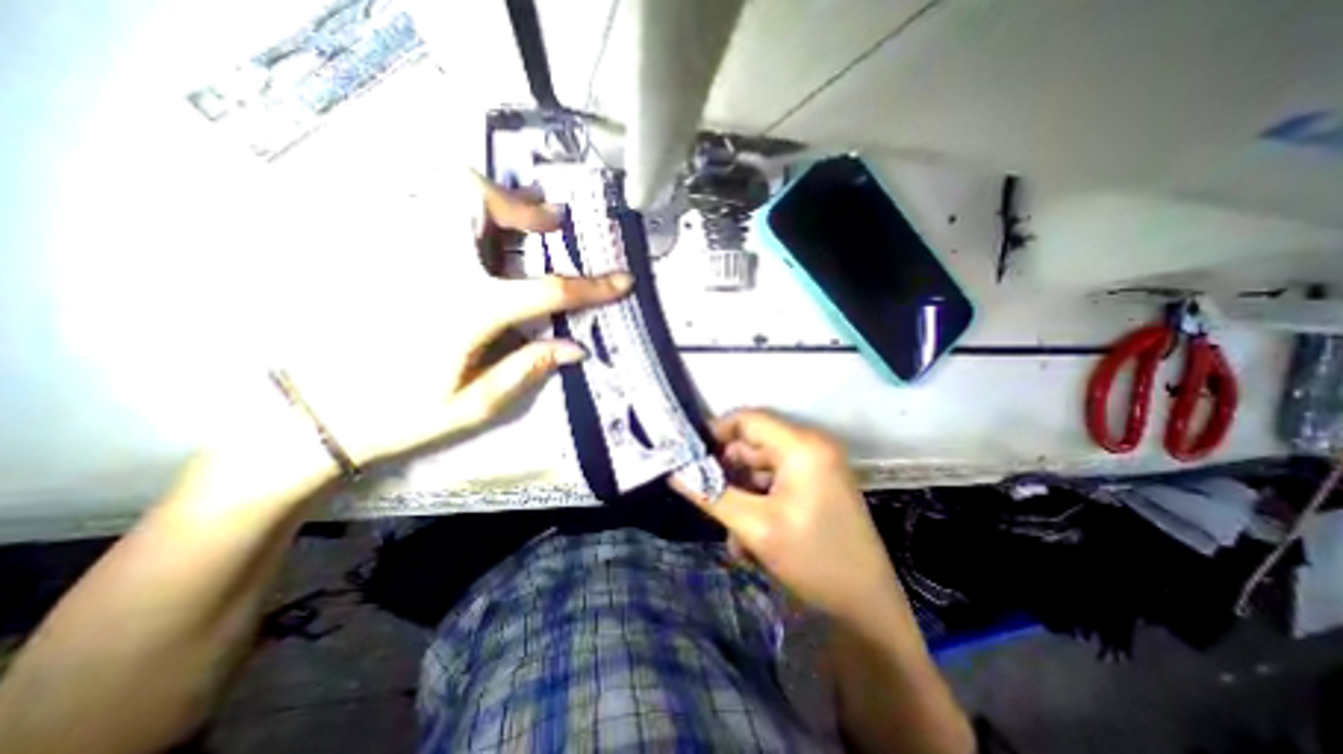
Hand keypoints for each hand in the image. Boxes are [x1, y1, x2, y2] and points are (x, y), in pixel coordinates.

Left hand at [279, 174, 635, 471]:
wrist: (315, 414)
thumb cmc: (402, 415)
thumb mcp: (475, 404)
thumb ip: (528, 369)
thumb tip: (575, 348)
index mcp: (467, 309)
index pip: (546, 290)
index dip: (591, 286)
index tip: (623, 280)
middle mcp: (434, 268)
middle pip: (475, 201)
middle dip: (520, 205)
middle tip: (548, 221)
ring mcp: (399, 255)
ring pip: (440, 192)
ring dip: (488, 198)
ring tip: (518, 217)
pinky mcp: (378, 257)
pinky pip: (418, 209)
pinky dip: (453, 209)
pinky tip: (472, 235)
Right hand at [678, 410, 907, 626]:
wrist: (868, 607)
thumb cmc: (814, 560)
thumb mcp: (754, 527)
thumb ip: (710, 494)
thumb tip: (675, 473)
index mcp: (802, 446)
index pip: (747, 419)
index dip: (715, 433)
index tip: (690, 457)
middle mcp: (811, 447)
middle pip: (752, 445)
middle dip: (728, 475)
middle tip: (710, 503)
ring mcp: (816, 466)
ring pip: (760, 468)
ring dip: (742, 496)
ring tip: (735, 536)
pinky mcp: (817, 485)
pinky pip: (775, 483)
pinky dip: (759, 503)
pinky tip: (752, 539)